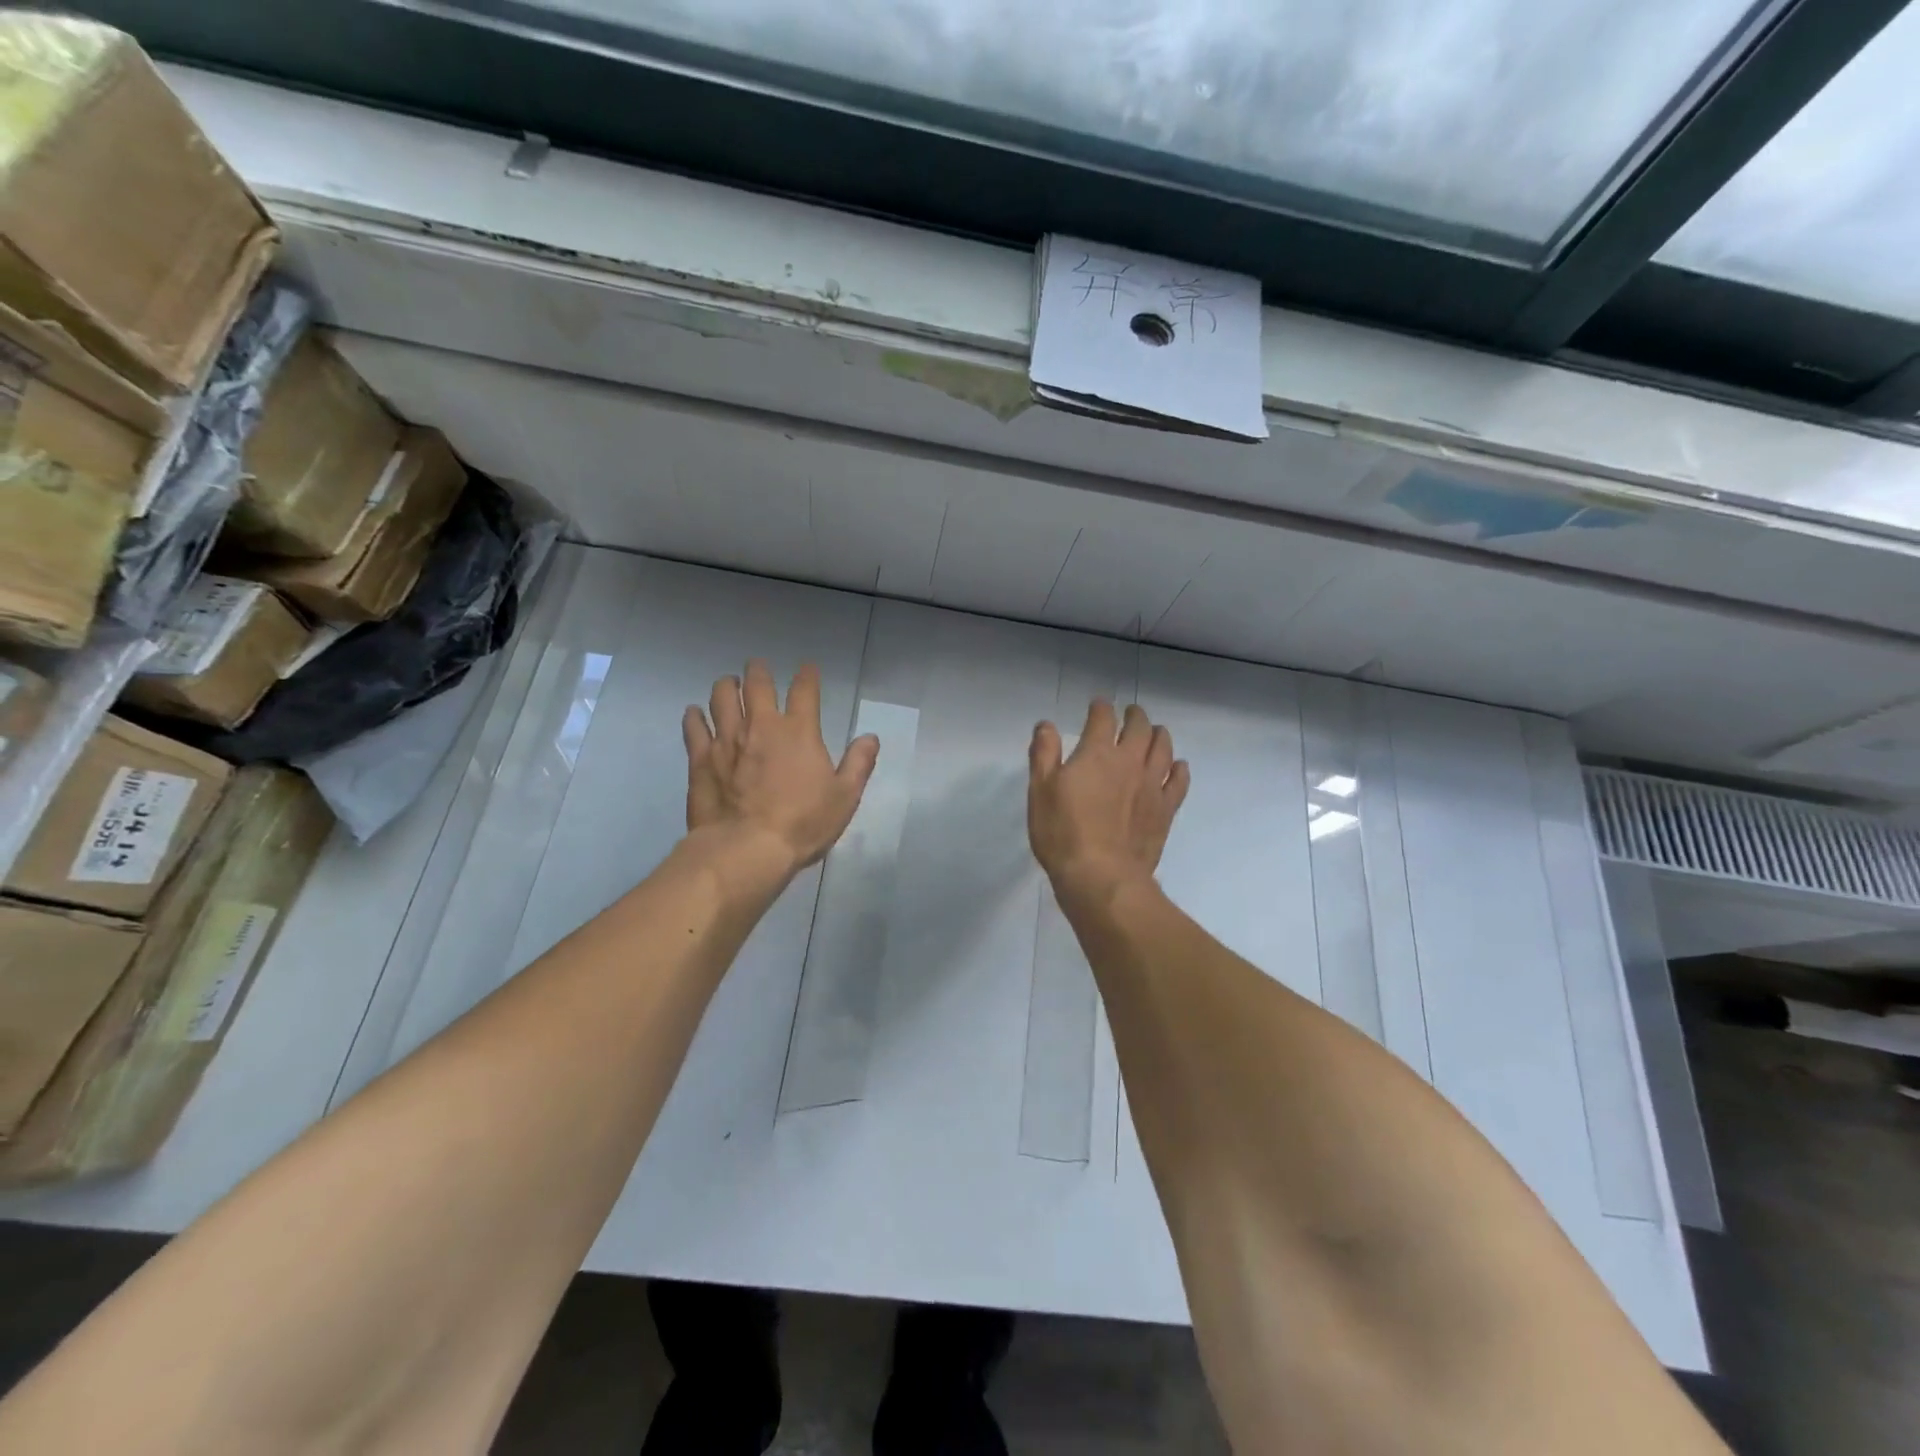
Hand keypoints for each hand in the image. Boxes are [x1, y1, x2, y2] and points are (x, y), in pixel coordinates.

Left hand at [683, 660, 879, 871]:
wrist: (747, 849)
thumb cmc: (803, 823)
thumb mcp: (844, 797)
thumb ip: (859, 763)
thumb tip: (870, 737)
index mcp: (799, 731)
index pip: (804, 690)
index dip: (807, 675)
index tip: (807, 668)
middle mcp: (761, 725)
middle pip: (756, 683)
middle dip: (758, 670)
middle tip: (758, 667)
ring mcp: (727, 739)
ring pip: (721, 697)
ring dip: (726, 686)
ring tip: (728, 685)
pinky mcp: (701, 758)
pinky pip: (694, 726)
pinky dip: (695, 716)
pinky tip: (695, 714)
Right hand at [1028, 700, 1189, 901]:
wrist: (1101, 876)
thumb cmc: (1062, 833)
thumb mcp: (1040, 791)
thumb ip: (1044, 754)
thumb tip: (1047, 725)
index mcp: (1097, 753)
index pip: (1102, 719)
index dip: (1100, 707)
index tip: (1098, 705)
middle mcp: (1129, 762)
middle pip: (1140, 728)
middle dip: (1135, 716)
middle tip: (1131, 714)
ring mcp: (1152, 786)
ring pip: (1163, 749)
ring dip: (1159, 735)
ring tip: (1156, 733)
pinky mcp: (1165, 810)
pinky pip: (1179, 782)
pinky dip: (1179, 769)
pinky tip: (1178, 767)